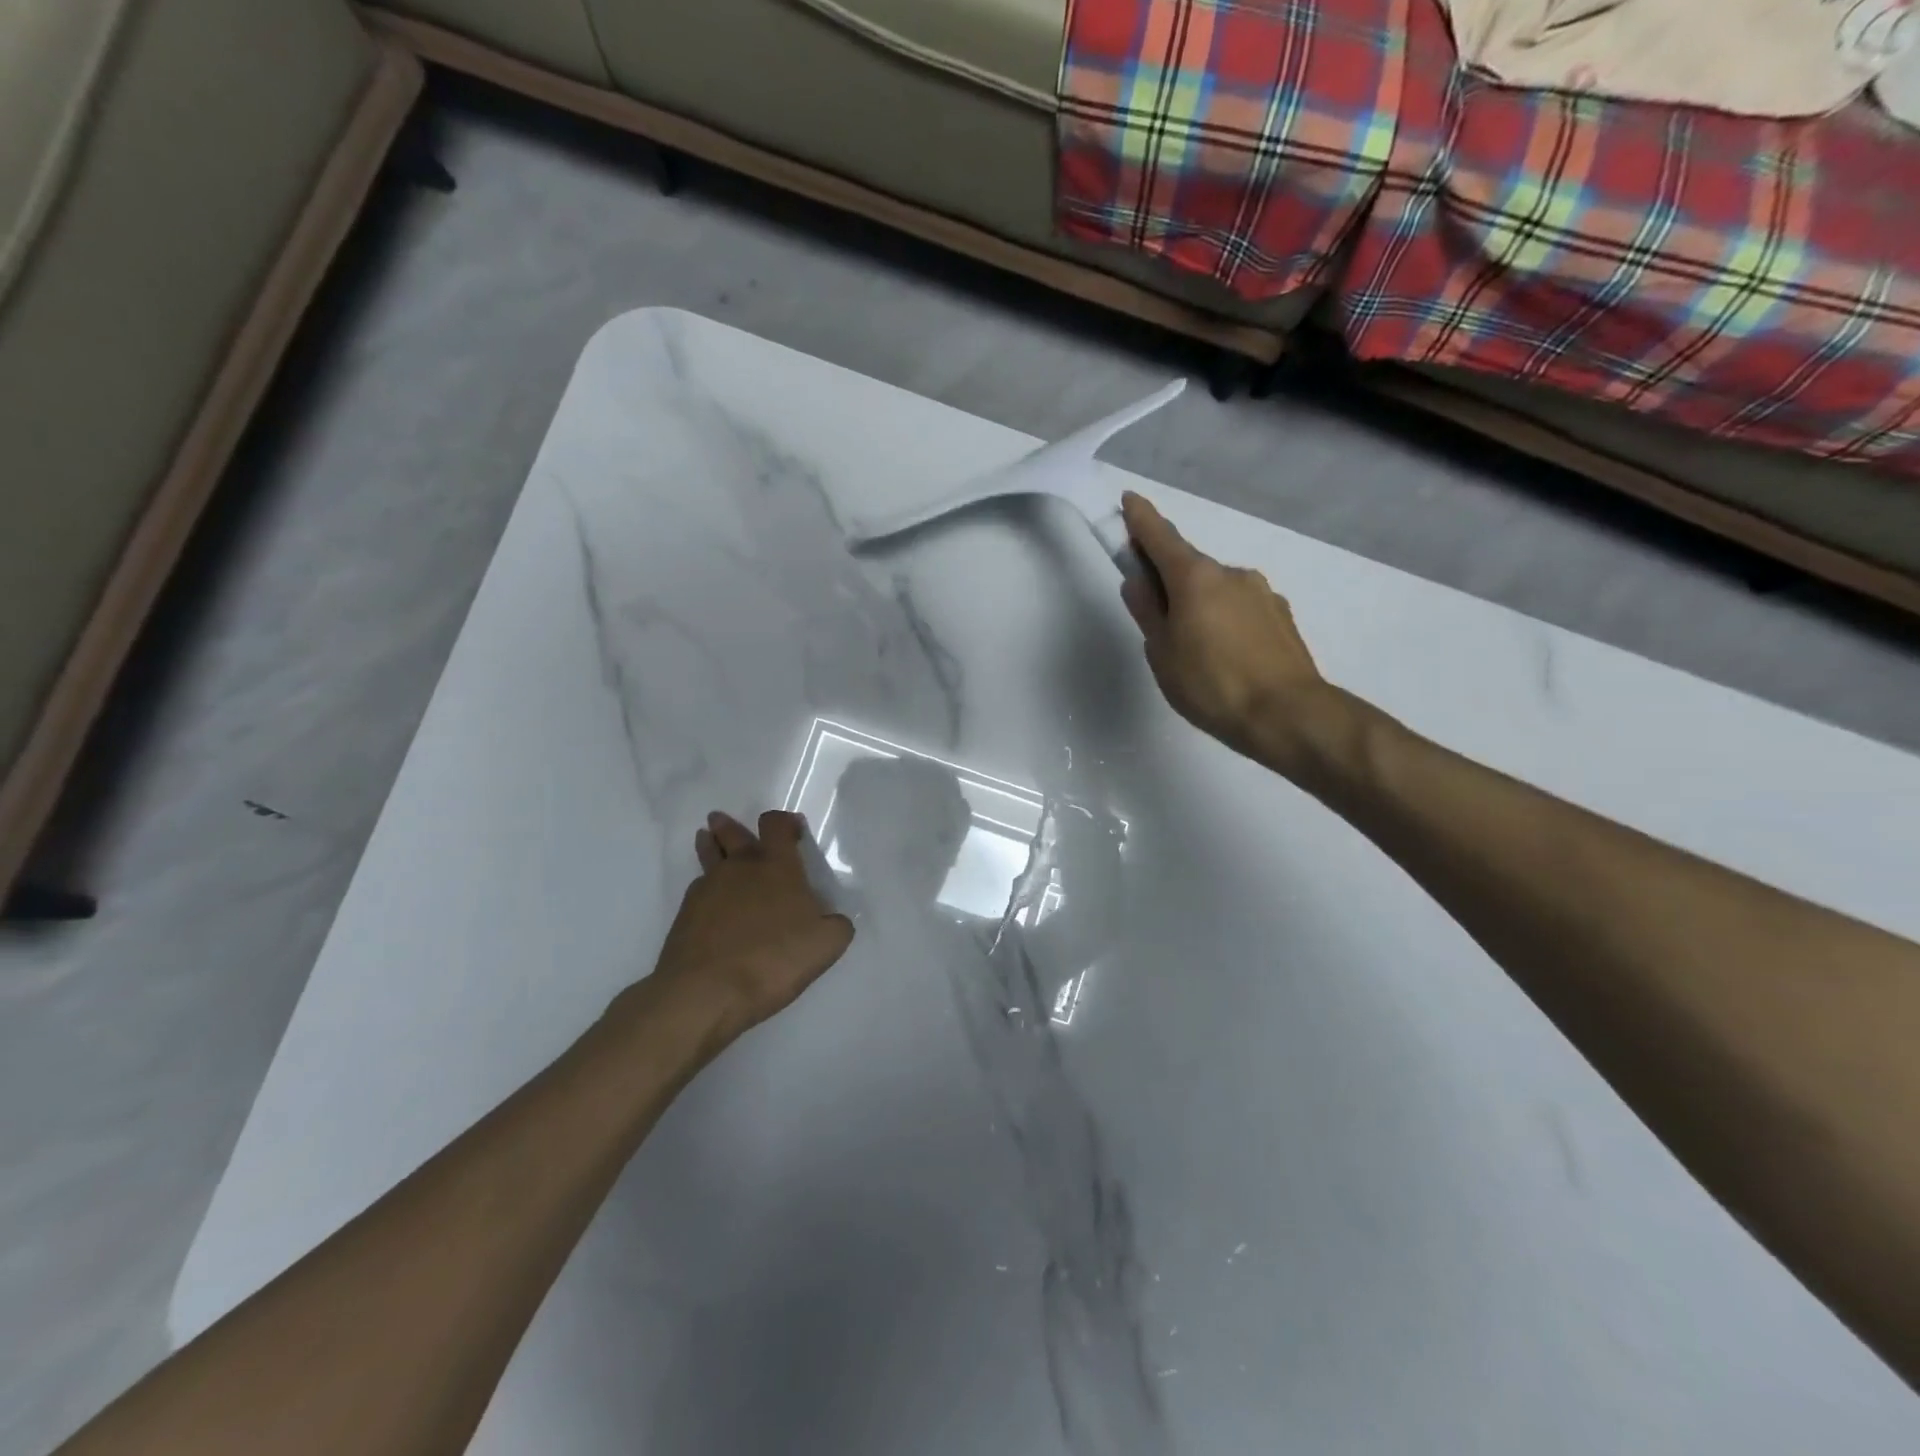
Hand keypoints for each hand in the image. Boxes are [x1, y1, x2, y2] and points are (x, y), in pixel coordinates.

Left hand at [648, 810, 853, 1040]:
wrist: (706, 992)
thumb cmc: (773, 959)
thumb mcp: (826, 945)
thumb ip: (837, 926)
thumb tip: (833, 919)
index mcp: (777, 866)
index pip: (776, 825)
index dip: (784, 822)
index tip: (792, 829)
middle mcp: (740, 868)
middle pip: (733, 834)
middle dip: (730, 826)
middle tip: (722, 820)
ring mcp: (708, 888)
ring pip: (709, 856)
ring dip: (709, 845)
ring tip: (705, 838)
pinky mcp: (685, 914)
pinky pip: (698, 889)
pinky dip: (705, 888)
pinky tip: (709, 900)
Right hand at [1120, 492, 1336, 775]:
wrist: (1288, 714)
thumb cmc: (1211, 685)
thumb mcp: (1162, 653)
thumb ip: (1148, 612)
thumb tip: (1138, 581)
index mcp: (1195, 578)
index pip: (1161, 537)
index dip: (1141, 519)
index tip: (1129, 501)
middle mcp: (1231, 573)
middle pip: (1189, 566)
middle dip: (1169, 578)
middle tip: (1154, 611)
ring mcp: (1262, 592)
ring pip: (1217, 588)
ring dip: (1199, 602)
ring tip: (1194, 646)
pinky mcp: (1281, 615)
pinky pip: (1240, 607)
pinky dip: (1225, 618)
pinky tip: (1225, 653)